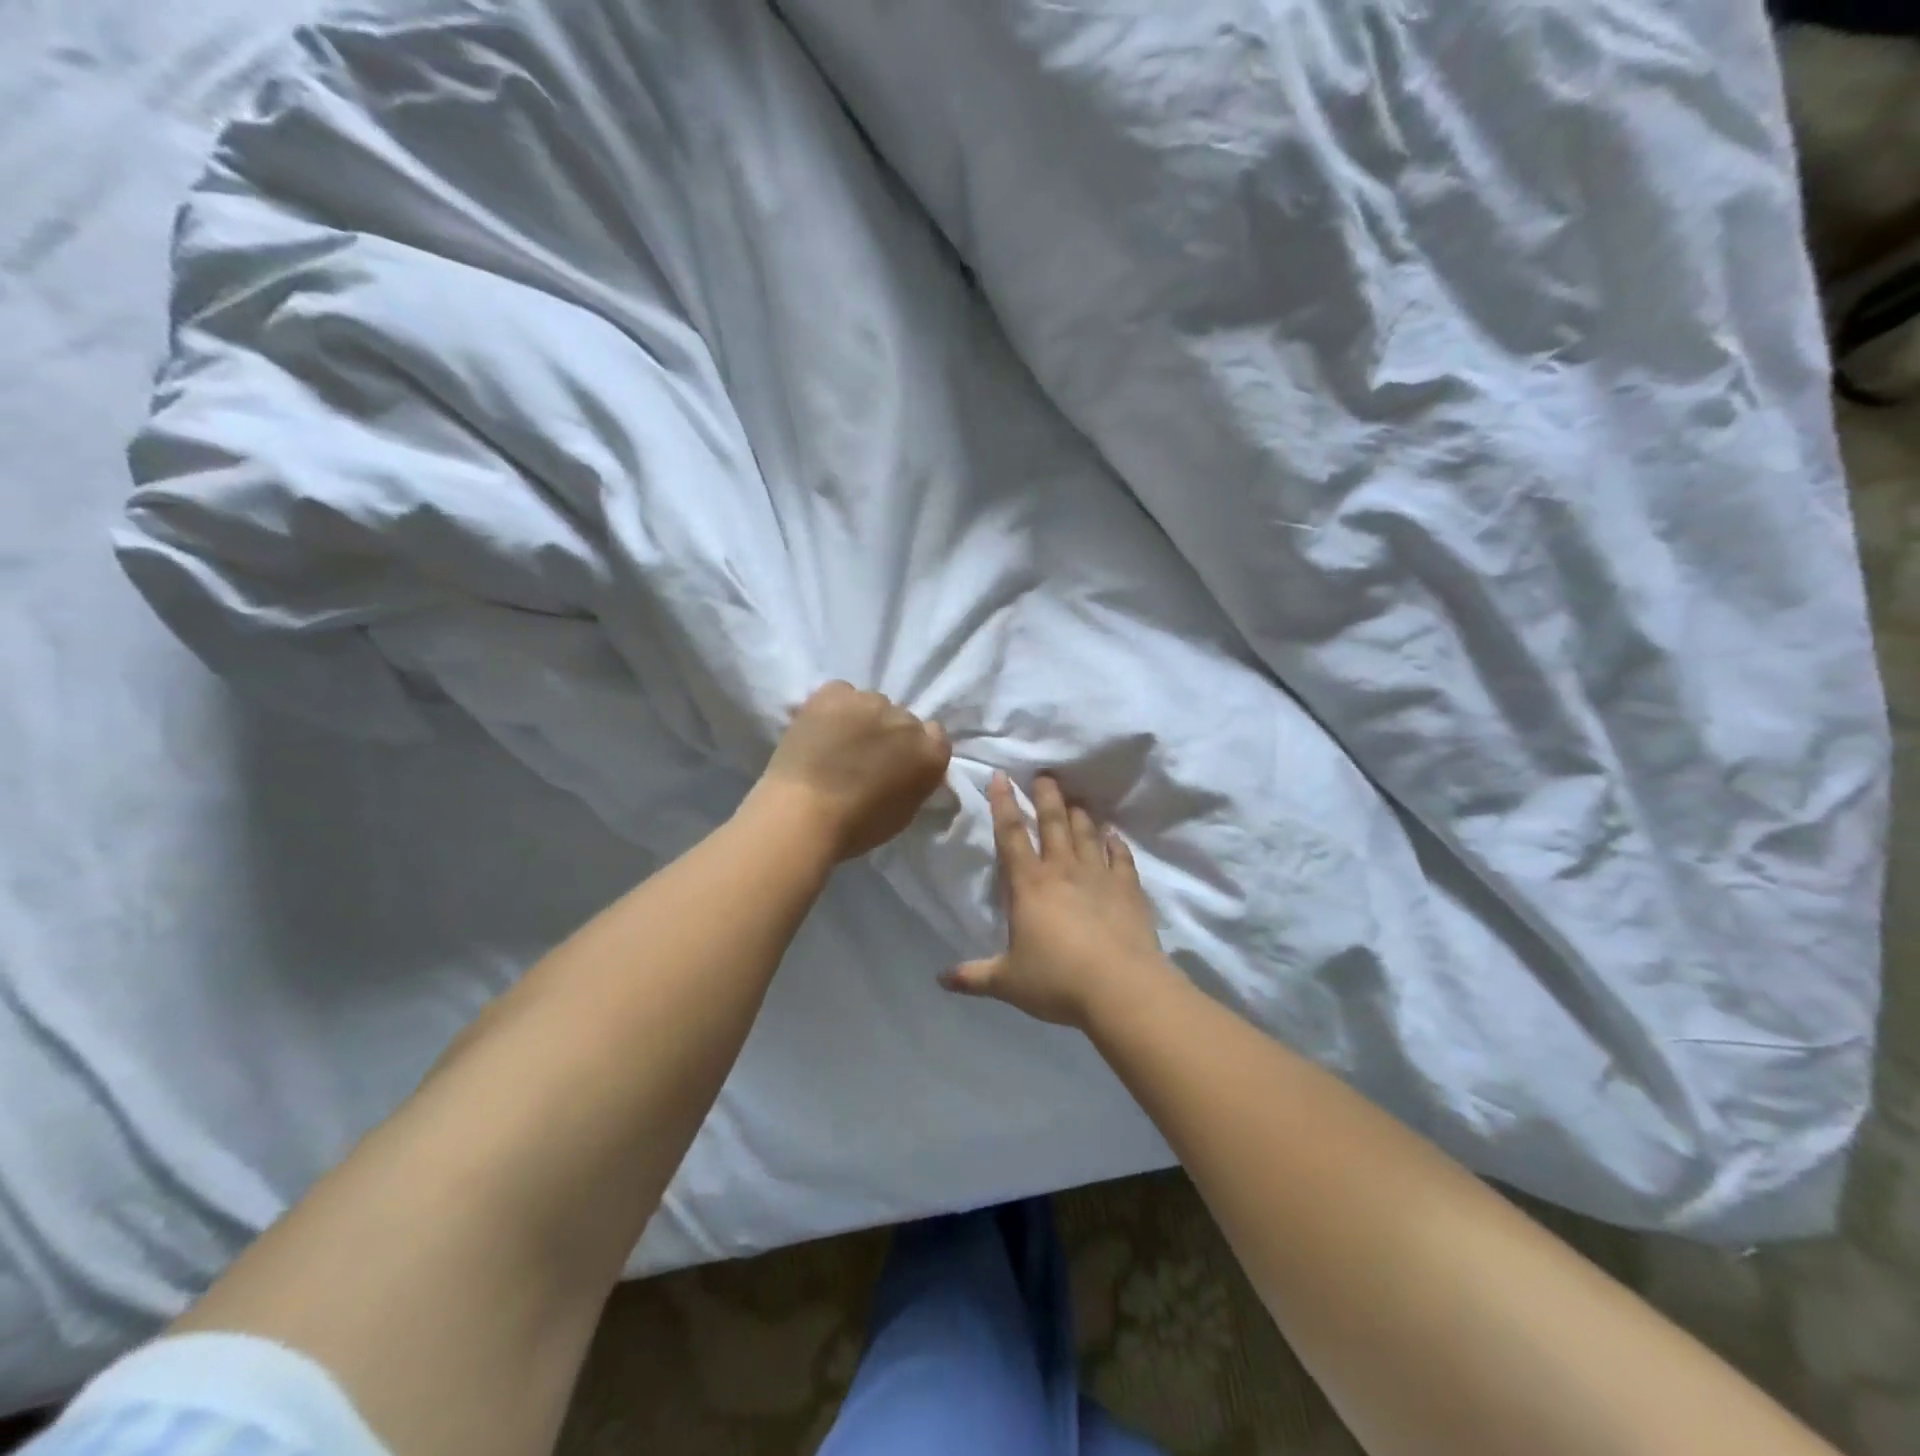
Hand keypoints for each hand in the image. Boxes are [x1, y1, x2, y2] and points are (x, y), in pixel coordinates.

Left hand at [748, 681, 951, 860]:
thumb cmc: (857, 827)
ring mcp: (870, 702)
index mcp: (931, 753)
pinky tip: (819, 728)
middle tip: (863, 756)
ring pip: (871, 703)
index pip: (934, 735)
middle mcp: (907, 720)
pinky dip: (833, 707)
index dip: (914, 748)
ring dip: (861, 718)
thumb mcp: (904, 812)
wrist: (804, 814)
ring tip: (836, 741)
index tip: (896, 762)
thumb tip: (906, 770)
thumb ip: (915, 782)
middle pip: (902, 718)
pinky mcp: (834, 694)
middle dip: (887, 733)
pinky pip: (840, 692)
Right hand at [942, 772, 1169, 1027]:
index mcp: (1029, 885)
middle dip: (1046, 796)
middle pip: (1053, 822)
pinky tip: (1113, 834)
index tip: (1001, 776)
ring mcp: (1099, 876)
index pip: (1010, 835)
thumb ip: (974, 976)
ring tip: (1076, 799)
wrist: (1120, 988)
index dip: (1003, 803)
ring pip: (1086, 834)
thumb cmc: (1057, 981)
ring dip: (1079, 814)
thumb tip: (941, 979)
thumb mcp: (1008, 982)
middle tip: (1045, 774)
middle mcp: (1062, 870)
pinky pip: (1121, 857)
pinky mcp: (1129, 889)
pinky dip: (1116, 842)